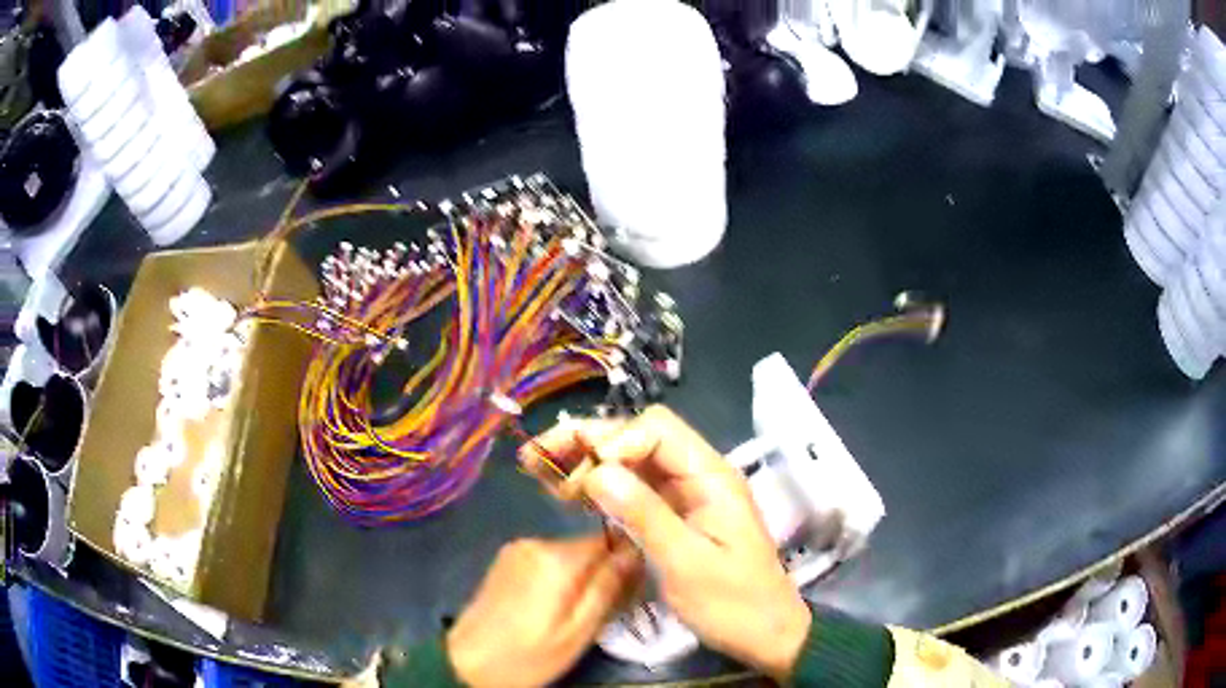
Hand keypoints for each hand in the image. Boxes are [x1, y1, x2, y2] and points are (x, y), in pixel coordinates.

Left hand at [445, 535, 641, 686]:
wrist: (466, 663)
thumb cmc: (528, 655)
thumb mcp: (578, 632)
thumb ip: (607, 588)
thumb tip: (636, 551)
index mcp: (556, 558)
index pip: (609, 538)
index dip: (627, 560)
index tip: (634, 586)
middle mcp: (535, 542)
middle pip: (588, 546)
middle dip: (604, 571)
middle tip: (610, 608)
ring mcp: (517, 549)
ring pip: (569, 554)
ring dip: (582, 576)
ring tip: (581, 612)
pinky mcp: (506, 561)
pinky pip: (548, 560)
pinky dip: (561, 578)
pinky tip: (556, 606)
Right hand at [523, 406, 811, 679]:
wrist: (764, 632)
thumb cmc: (732, 602)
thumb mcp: (686, 563)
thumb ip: (644, 514)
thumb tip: (596, 470)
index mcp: (710, 476)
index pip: (656, 430)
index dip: (614, 441)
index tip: (581, 475)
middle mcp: (696, 475)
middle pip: (637, 437)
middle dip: (588, 443)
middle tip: (537, 458)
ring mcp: (684, 495)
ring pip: (630, 461)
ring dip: (587, 463)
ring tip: (541, 473)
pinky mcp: (673, 515)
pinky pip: (632, 489)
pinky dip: (600, 488)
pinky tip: (568, 496)